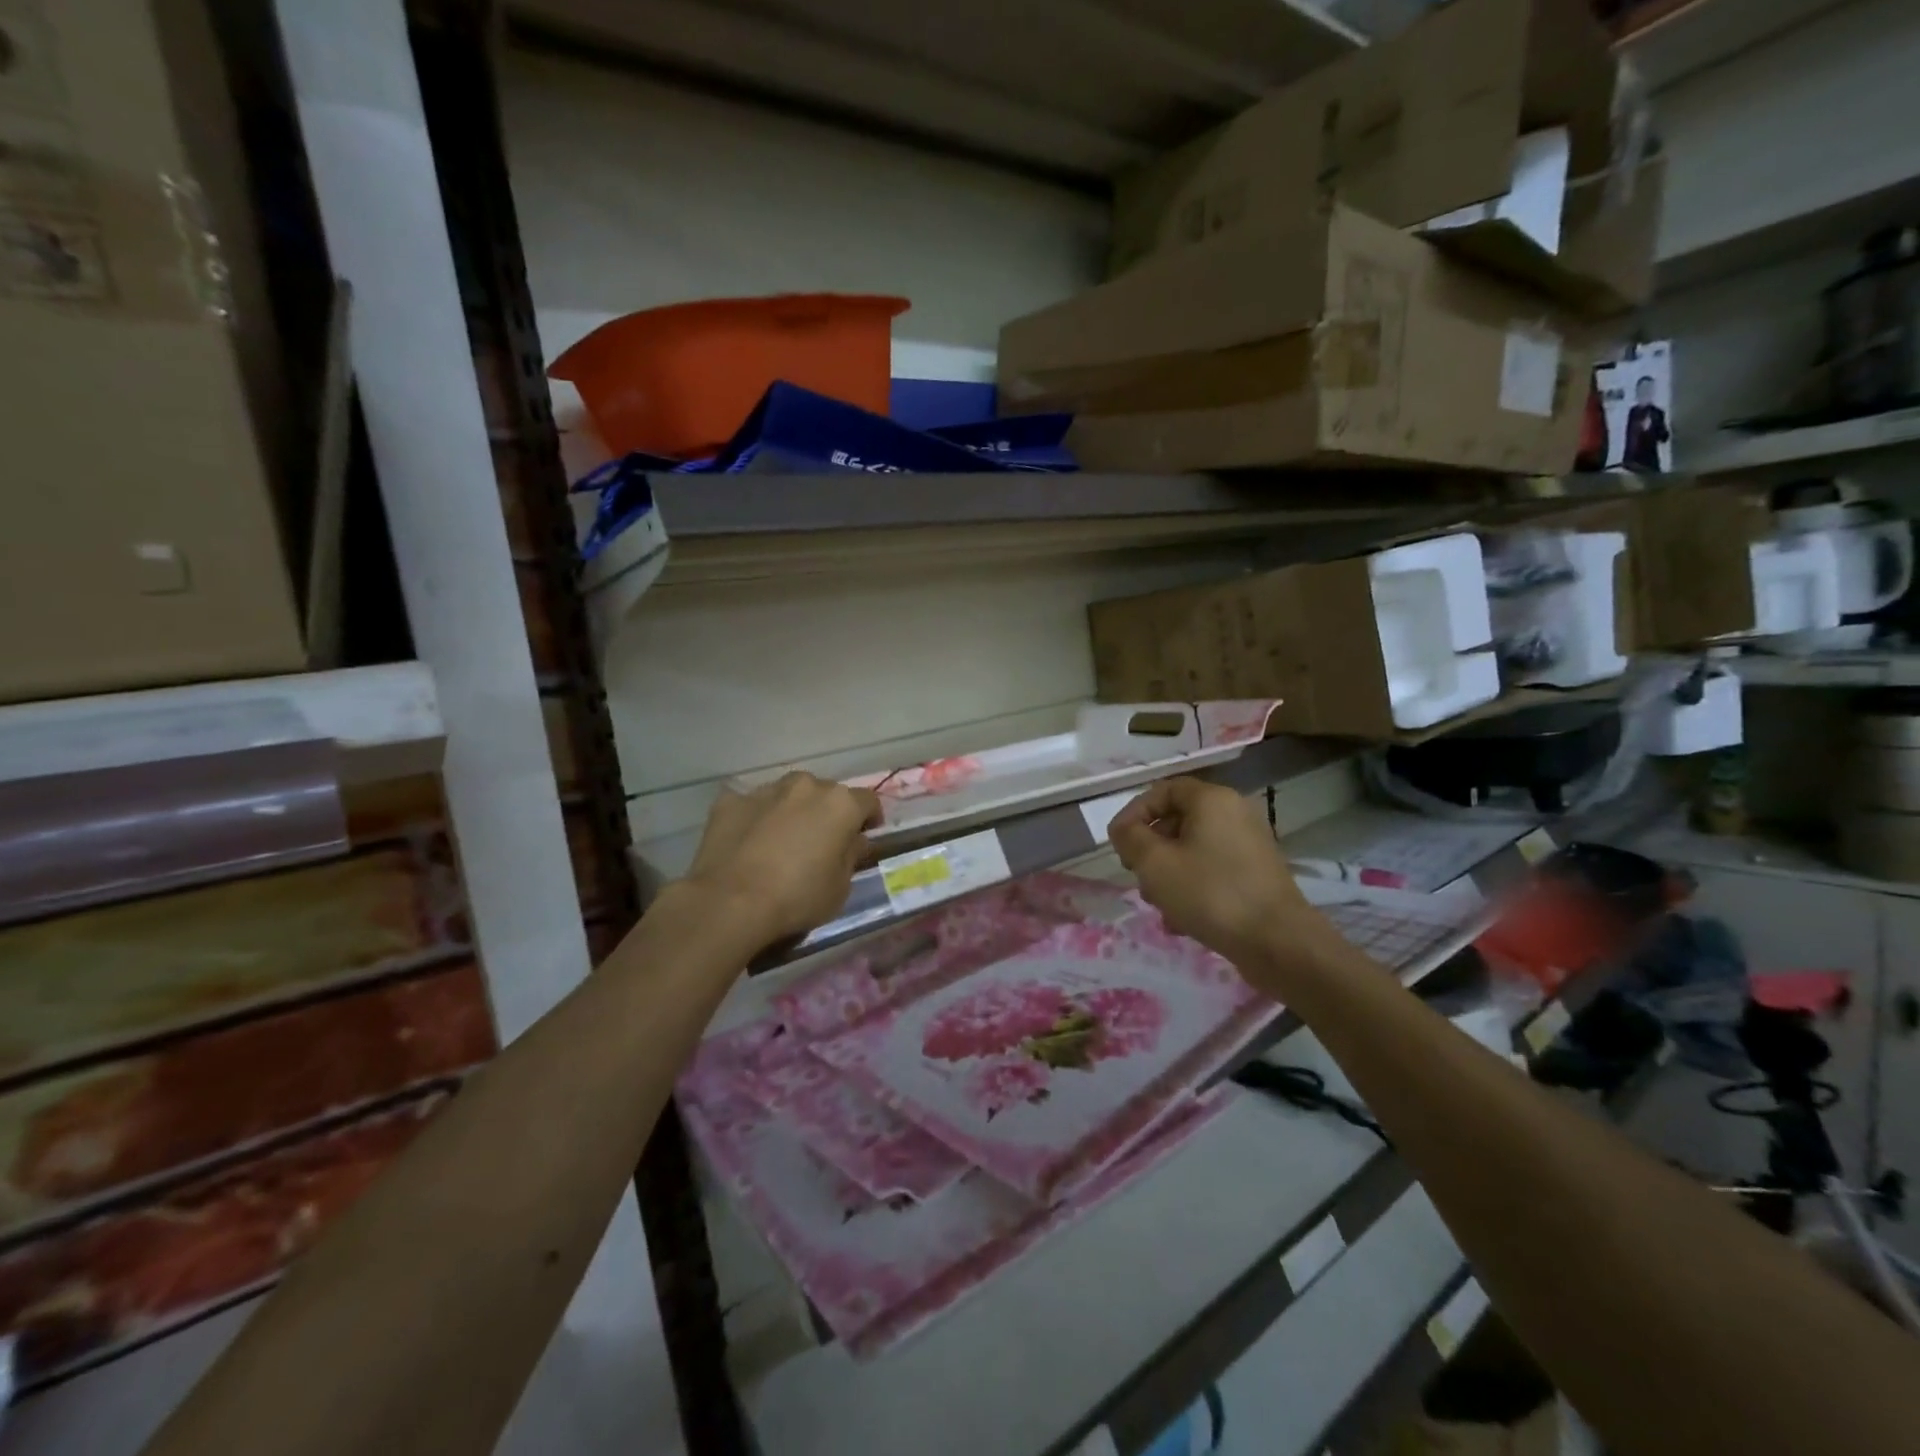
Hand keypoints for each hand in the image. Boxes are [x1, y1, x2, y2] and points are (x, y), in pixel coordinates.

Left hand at [683, 773, 881, 949]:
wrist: (730, 903)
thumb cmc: (797, 898)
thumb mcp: (841, 888)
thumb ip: (851, 857)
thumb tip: (854, 841)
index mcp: (840, 804)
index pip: (868, 801)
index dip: (869, 819)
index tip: (863, 837)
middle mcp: (806, 786)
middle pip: (825, 793)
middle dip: (827, 812)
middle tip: (820, 841)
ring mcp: (765, 790)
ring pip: (788, 794)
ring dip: (791, 810)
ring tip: (781, 840)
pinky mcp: (730, 800)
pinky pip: (751, 805)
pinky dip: (755, 818)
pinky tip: (748, 842)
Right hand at [1109, 778, 1335, 979]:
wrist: (1278, 942)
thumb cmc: (1210, 893)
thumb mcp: (1155, 863)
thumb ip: (1130, 838)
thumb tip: (1124, 829)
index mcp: (1212, 800)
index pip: (1162, 790)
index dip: (1134, 813)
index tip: (1118, 844)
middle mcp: (1234, 813)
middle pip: (1177, 821)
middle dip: (1151, 850)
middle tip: (1137, 876)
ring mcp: (1249, 845)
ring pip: (1193, 850)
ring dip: (1168, 873)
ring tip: (1159, 905)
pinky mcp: (1257, 875)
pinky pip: (1213, 870)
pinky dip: (1193, 887)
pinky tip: (1182, 920)